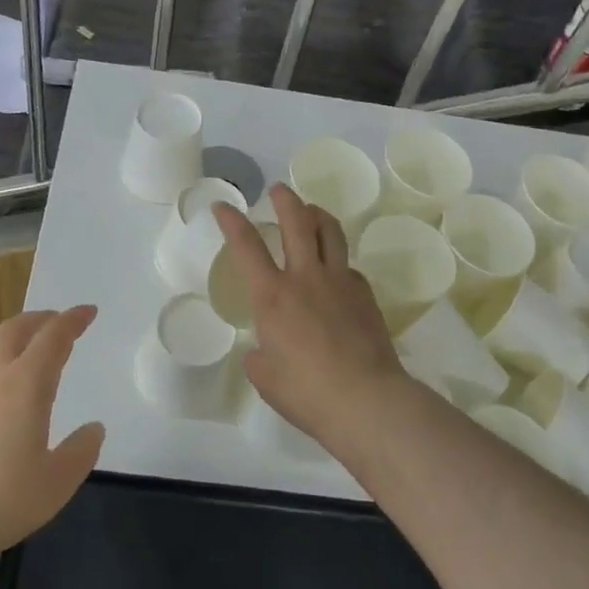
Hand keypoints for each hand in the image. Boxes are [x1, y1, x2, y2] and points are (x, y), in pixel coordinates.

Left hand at [0, 308, 105, 568]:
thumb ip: (80, 452)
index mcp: (26, 384)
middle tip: (60, 322)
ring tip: (32, 352)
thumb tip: (93, 429)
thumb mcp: (55, 484)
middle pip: (17, 329)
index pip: (53, 337)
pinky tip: (1, 391)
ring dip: (17, 339)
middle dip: (41, 319)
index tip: (89, 311)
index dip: (73, 320)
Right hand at [212, 187, 415, 449]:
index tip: (222, 204)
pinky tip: (335, 272)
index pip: (246, 246)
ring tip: (311, 211)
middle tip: (279, 189)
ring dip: (317, 214)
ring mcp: (340, 282)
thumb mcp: (265, 377)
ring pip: (331, 232)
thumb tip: (268, 350)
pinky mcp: (365, 295)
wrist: (366, 400)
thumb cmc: (306, 391)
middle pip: (297, 222)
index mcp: (272, 295)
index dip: (231, 220)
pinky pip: (349, 266)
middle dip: (285, 199)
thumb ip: (260, 356)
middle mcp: (306, 277)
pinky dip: (338, 259)